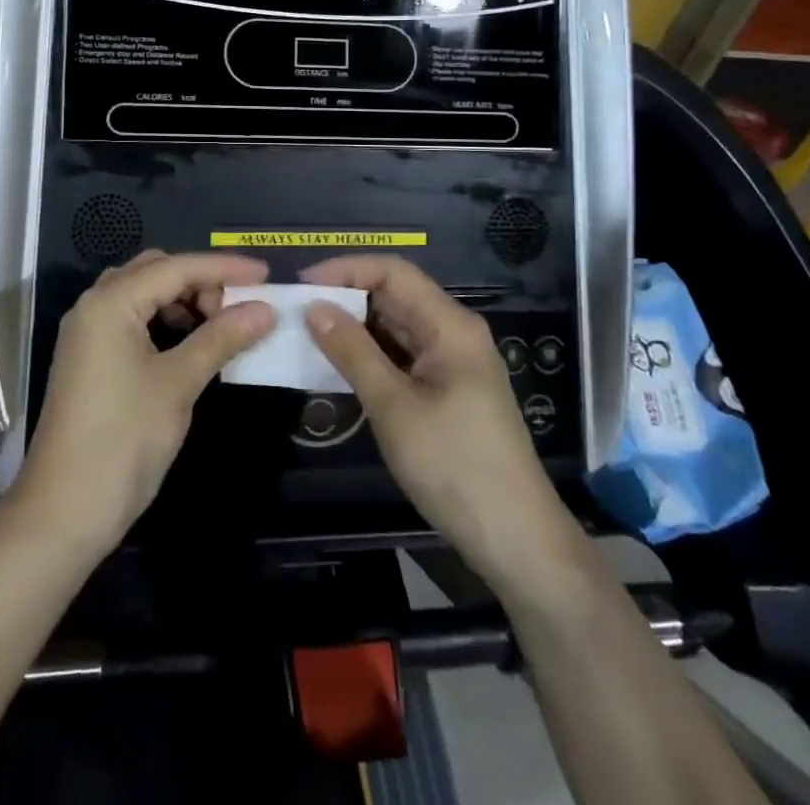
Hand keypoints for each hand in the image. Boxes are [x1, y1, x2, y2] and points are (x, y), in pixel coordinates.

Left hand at [13, 251, 273, 552]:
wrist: (64, 512)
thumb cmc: (124, 440)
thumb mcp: (178, 383)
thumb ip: (222, 338)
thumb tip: (266, 309)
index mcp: (111, 302)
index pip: (177, 267)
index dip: (224, 268)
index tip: (267, 274)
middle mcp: (94, 305)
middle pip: (156, 272)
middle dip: (200, 282)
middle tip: (238, 307)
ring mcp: (88, 332)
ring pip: (143, 295)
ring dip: (182, 301)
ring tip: (217, 326)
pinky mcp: (89, 358)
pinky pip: (132, 320)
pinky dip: (164, 322)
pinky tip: (189, 344)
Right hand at [302, 255, 565, 585]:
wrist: (515, 540)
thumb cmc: (454, 465)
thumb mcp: (394, 407)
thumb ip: (352, 352)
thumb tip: (314, 307)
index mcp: (450, 325)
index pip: (393, 272)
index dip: (346, 269)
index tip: (302, 283)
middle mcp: (453, 333)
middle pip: (394, 296)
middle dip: (345, 297)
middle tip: (295, 310)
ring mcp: (451, 363)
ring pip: (395, 327)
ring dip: (354, 328)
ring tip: (306, 334)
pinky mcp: (446, 390)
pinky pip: (401, 356)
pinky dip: (369, 355)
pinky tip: (336, 365)